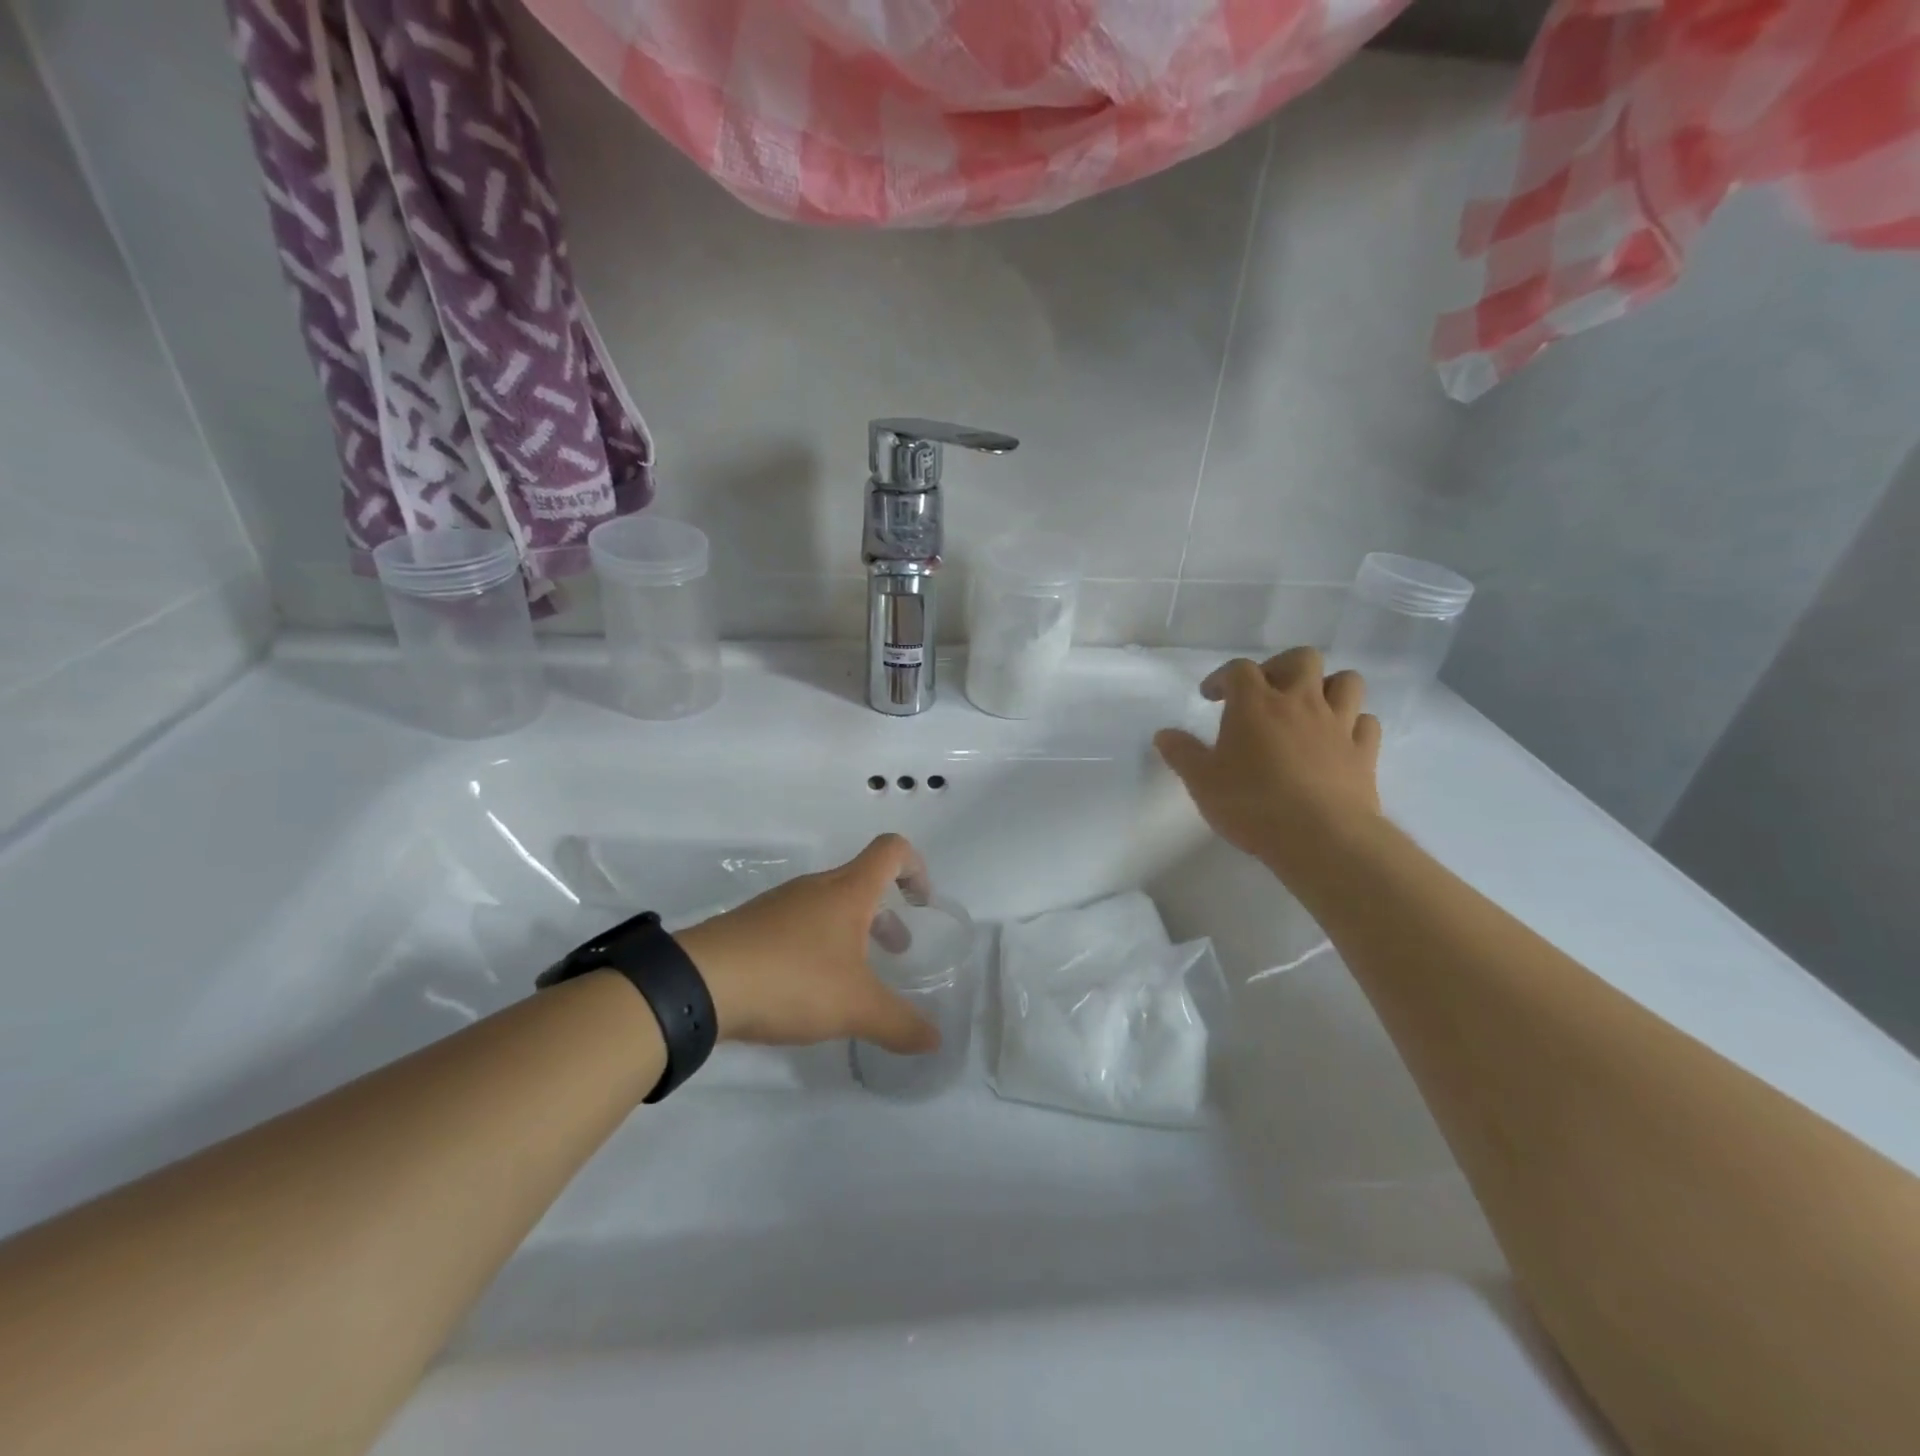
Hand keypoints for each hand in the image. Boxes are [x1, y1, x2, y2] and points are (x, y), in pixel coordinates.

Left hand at [676, 834, 941, 1054]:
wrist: (699, 984)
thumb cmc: (792, 979)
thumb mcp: (855, 1008)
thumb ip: (900, 1024)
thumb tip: (935, 1041)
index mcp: (848, 891)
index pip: (892, 851)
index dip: (916, 868)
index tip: (922, 904)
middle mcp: (816, 888)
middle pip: (862, 881)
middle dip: (886, 913)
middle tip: (896, 951)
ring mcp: (780, 904)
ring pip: (829, 905)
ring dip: (852, 930)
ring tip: (854, 977)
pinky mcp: (752, 926)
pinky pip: (798, 924)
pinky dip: (818, 945)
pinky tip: (809, 988)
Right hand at [1154, 647, 1382, 878]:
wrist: (1320, 837)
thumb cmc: (1252, 804)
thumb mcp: (1201, 782)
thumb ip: (1182, 754)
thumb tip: (1163, 734)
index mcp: (1255, 704)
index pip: (1238, 670)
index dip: (1222, 677)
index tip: (1211, 695)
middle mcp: (1300, 702)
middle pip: (1302, 658)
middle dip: (1282, 667)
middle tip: (1266, 692)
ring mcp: (1338, 725)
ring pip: (1346, 681)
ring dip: (1327, 687)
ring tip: (1309, 709)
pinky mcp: (1364, 752)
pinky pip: (1366, 723)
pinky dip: (1353, 724)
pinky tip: (1338, 740)